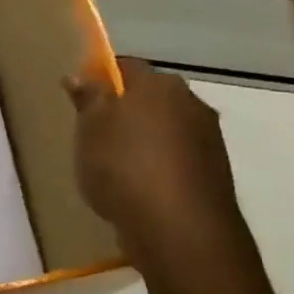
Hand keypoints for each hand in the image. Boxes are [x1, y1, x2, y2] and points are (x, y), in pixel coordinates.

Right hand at [65, 58, 246, 275]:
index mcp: (158, 84)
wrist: (178, 227)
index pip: (126, 66)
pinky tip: (140, 188)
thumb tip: (80, 74)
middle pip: (150, 97)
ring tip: (116, 167)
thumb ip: (88, 99)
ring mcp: (208, 137)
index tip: (82, 99)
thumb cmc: (124, 168)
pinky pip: (177, 157)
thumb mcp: (90, 131)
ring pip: (166, 127)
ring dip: (144, 139)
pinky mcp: (213, 171)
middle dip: (125, 110)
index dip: (101, 78)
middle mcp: (190, 102)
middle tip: (95, 135)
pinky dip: (159, 165)